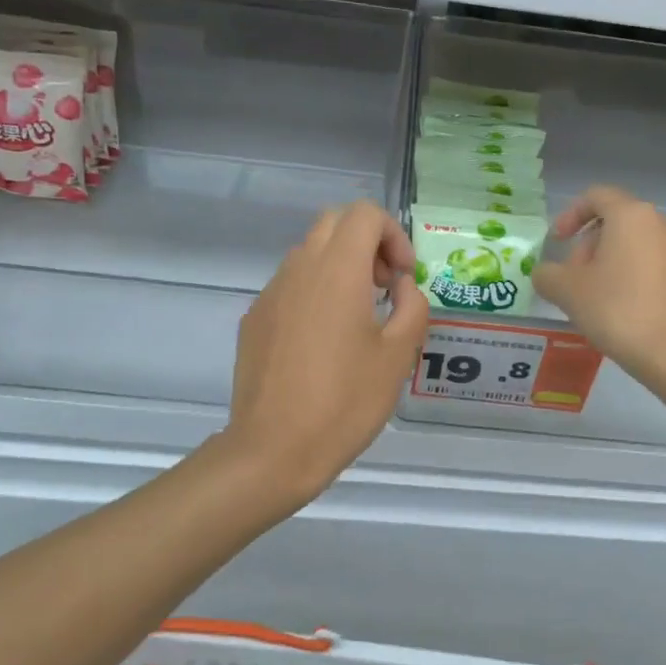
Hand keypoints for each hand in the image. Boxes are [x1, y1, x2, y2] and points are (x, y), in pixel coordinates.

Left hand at [227, 201, 428, 503]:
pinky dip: (315, 292)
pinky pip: (290, 286)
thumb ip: (411, 307)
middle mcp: (299, 269)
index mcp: (337, 270)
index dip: (394, 235)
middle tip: (384, 288)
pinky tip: (324, 343)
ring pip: (309, 253)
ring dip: (340, 267)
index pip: (365, 215)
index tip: (403, 278)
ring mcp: (270, 294)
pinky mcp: (254, 320)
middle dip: (367, 243)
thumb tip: (401, 286)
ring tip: (358, 318)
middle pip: (335, 223)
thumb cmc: (345, 402)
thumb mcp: (398, 356)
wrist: (273, 450)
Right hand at [533, 186, 665, 378]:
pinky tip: (615, 310)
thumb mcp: (568, 291)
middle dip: (586, 246)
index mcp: (630, 215)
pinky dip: (625, 277)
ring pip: (630, 245)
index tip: (556, 242)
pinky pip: (647, 264)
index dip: (569, 215)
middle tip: (570, 279)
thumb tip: (545, 273)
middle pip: (613, 221)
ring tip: (589, 299)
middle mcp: (658, 223)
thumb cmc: (618, 309)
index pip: (595, 196)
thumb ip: (547, 274)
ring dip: (604, 264)